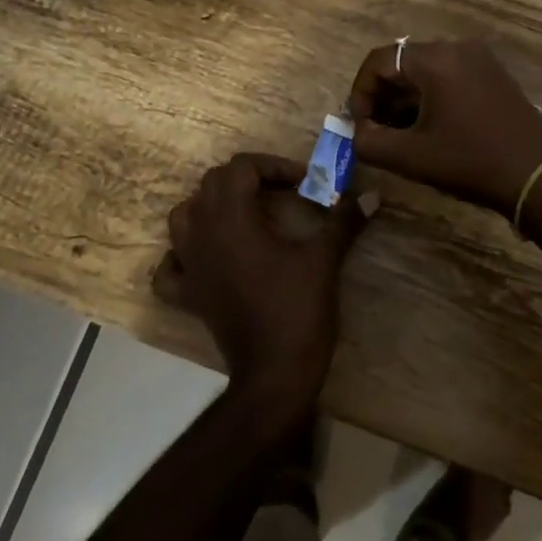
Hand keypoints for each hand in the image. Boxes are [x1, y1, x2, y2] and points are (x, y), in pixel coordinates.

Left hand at [152, 154, 364, 406]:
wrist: (275, 374)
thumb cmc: (298, 309)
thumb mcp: (324, 259)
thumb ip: (344, 221)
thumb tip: (372, 195)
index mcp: (232, 219)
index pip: (241, 167)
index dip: (273, 166)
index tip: (302, 184)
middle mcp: (203, 235)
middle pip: (212, 184)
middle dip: (246, 179)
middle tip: (281, 193)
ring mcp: (190, 267)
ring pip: (183, 218)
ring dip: (209, 207)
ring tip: (242, 215)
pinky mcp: (188, 296)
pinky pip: (169, 268)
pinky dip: (181, 256)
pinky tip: (203, 257)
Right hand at [347, 39, 541, 216]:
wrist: (537, 177)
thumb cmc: (470, 162)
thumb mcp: (411, 157)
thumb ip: (370, 142)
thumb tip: (357, 132)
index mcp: (436, 60)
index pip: (380, 60)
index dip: (361, 91)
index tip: (359, 124)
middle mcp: (457, 48)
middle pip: (403, 63)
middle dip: (382, 96)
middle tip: (375, 130)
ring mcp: (479, 60)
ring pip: (425, 71)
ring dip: (405, 98)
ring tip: (398, 133)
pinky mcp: (492, 75)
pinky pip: (448, 76)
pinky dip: (430, 97)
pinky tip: (428, 128)